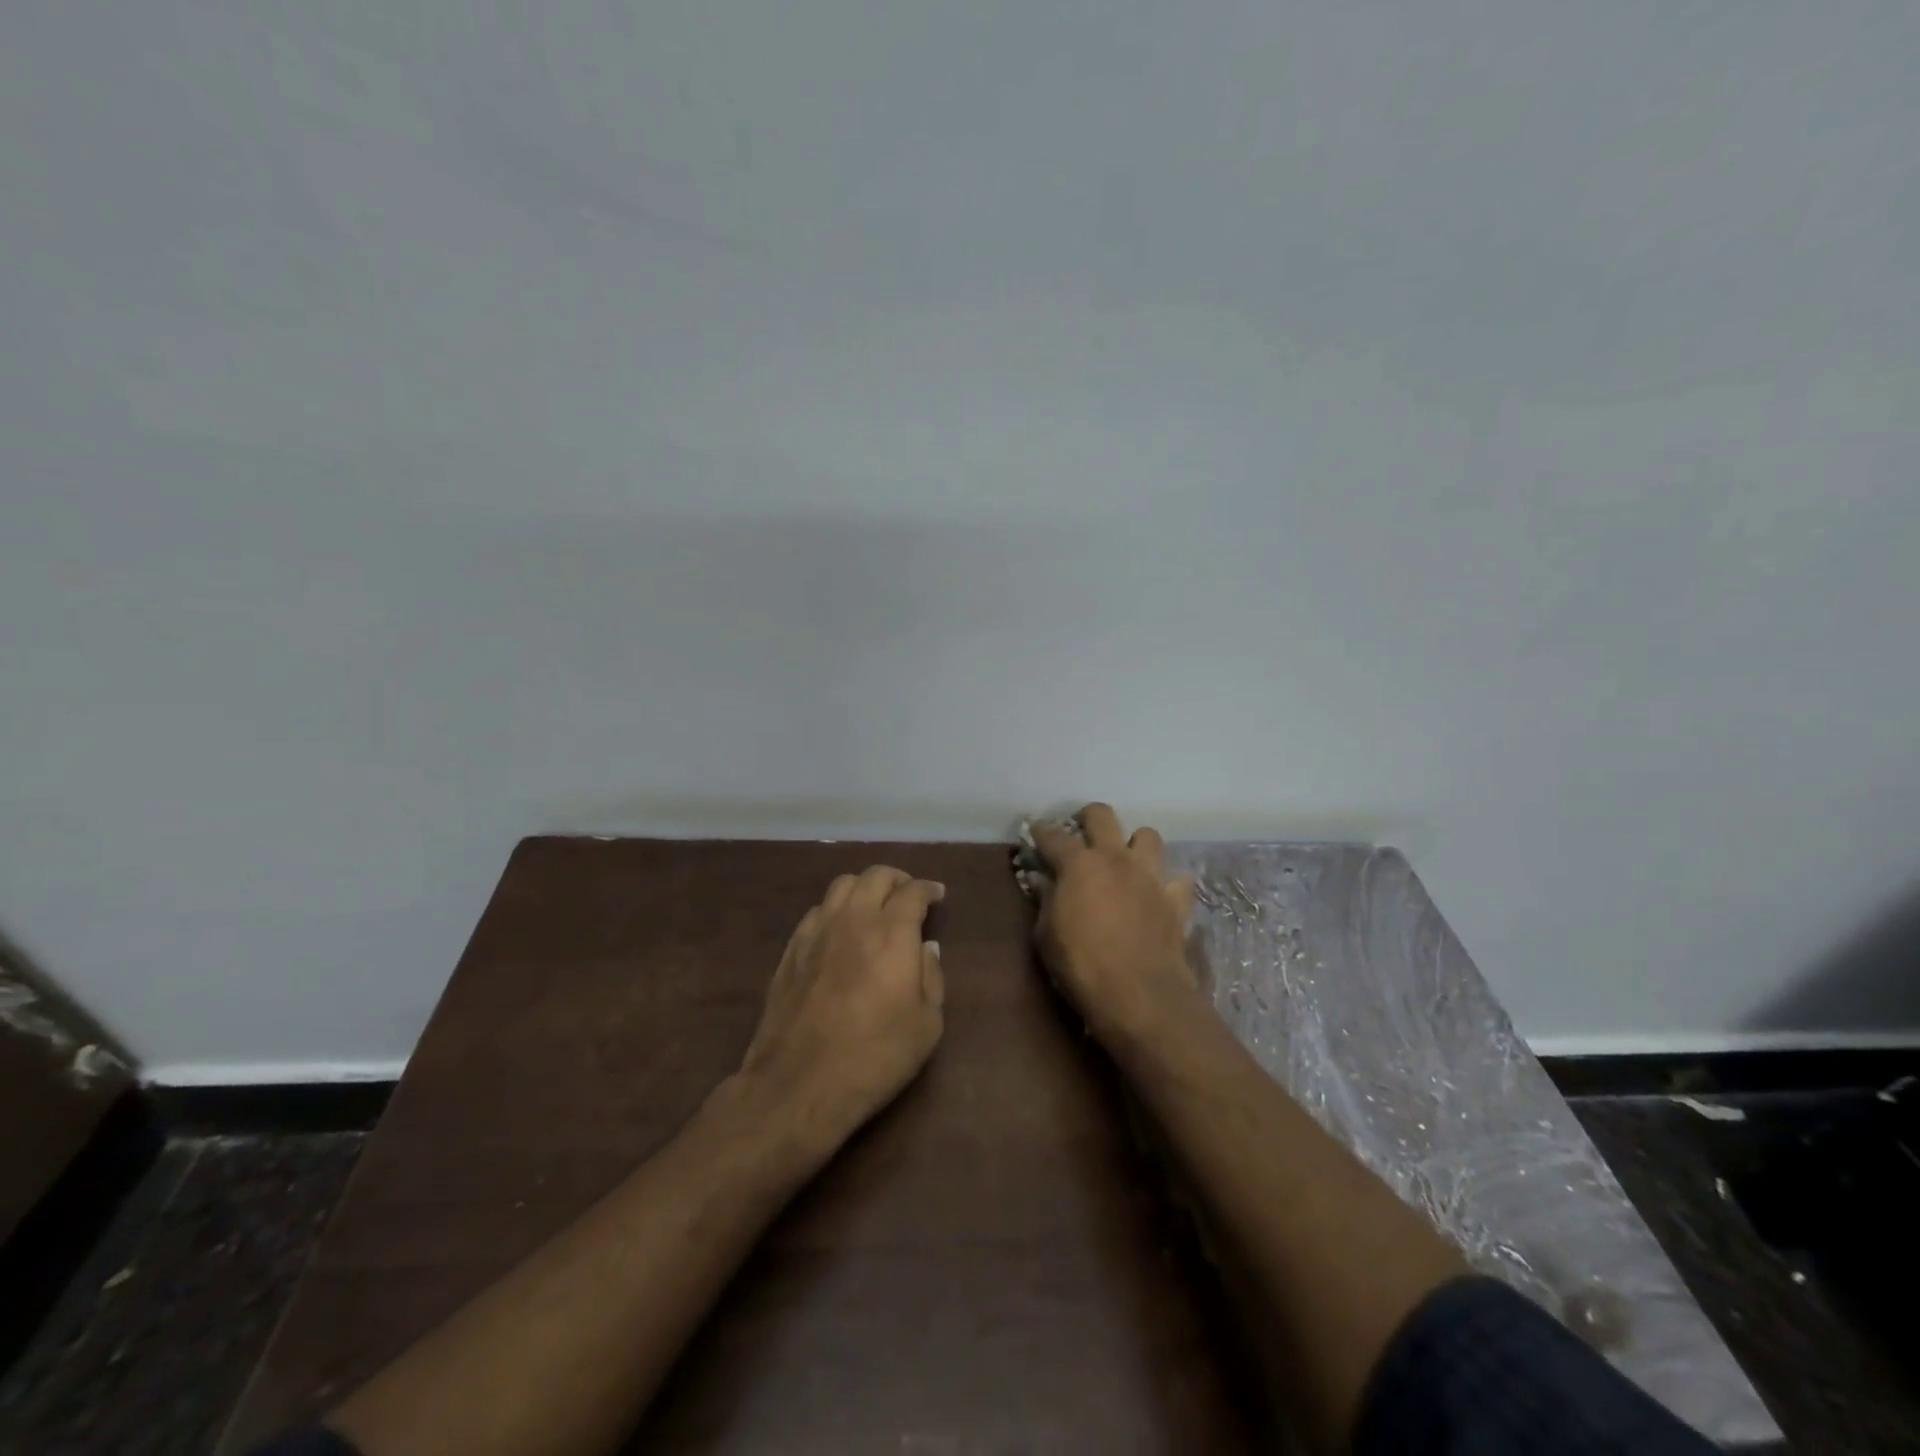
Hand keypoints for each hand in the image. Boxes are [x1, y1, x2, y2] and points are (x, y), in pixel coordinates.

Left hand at [735, 866, 945, 1148]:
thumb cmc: (875, 1056)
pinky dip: (836, 909)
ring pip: (841, 885)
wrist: (800, 1083)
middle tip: (909, 896)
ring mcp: (817, 931)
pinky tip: (841, 929)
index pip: (913, 891)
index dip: (929, 889)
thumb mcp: (926, 1025)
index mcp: (892, 932)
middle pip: (875, 876)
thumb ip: (932, 977)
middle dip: (897, 879)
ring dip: (864, 888)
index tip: (938, 895)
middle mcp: (854, 919)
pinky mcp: (792, 949)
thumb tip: (926, 948)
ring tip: (874, 906)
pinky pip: (817, 910)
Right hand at [1027, 804, 1202, 1043]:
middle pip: (1102, 815)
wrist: (1139, 994)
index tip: (1034, 830)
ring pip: (1148, 835)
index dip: (1041, 830)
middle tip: (1081, 833)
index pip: (1053, 836)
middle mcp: (1116, 858)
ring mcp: (1150, 876)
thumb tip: (1042, 880)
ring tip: (1125, 861)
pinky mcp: (1176, 899)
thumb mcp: (1046, 934)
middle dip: (1088, 818)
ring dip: (1134, 844)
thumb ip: (1046, 900)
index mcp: (1079, 864)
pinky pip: (1177, 879)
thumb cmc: (1081, 964)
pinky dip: (1166, 883)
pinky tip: (1157, 895)